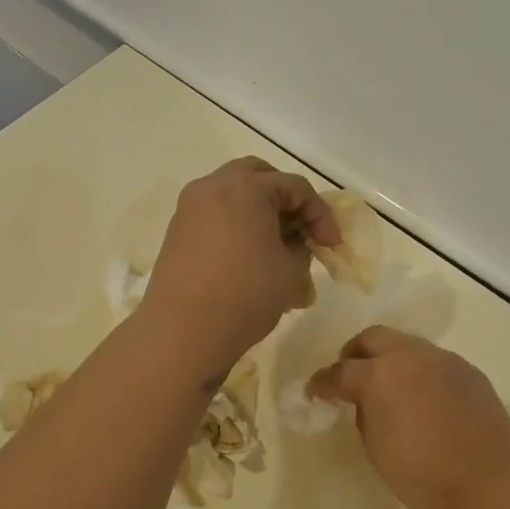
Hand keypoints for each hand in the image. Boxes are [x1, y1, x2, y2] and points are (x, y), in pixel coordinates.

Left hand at [141, 158, 339, 369]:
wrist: (183, 332)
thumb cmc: (245, 295)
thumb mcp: (291, 270)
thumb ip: (300, 246)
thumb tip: (292, 241)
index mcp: (246, 187)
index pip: (296, 187)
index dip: (321, 215)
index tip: (331, 245)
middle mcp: (213, 186)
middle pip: (259, 176)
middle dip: (286, 199)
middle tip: (301, 229)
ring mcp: (190, 208)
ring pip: (234, 193)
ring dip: (259, 210)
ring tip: (276, 244)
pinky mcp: (178, 231)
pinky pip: (215, 214)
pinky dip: (237, 224)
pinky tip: (249, 256)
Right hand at [308, 326, 509, 508]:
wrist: (487, 488)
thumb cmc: (422, 476)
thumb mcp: (376, 447)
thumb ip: (364, 413)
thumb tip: (365, 401)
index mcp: (381, 375)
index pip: (341, 371)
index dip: (322, 383)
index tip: (315, 392)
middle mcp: (412, 356)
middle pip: (374, 338)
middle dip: (355, 354)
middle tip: (349, 376)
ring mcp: (445, 360)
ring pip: (408, 345)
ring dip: (390, 360)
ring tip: (388, 388)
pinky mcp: (470, 372)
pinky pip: (435, 362)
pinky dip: (419, 372)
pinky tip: (422, 399)